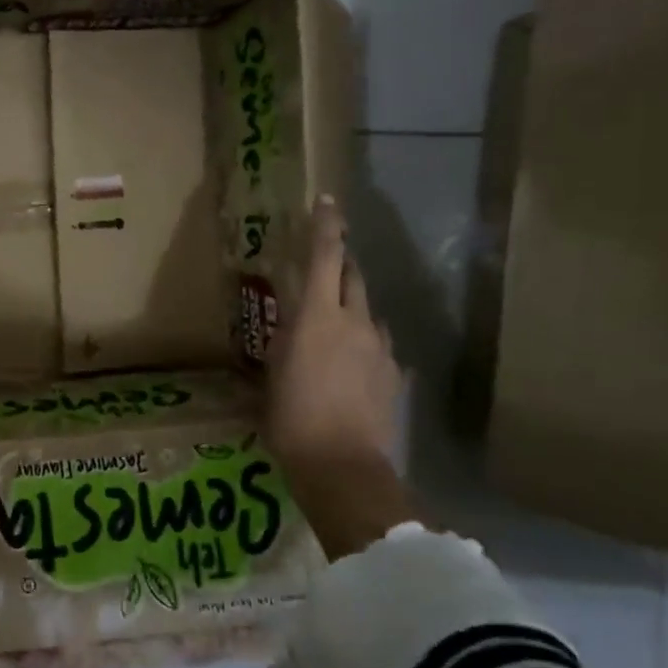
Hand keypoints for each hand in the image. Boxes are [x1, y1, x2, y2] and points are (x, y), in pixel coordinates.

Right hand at [265, 196, 416, 558]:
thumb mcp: (272, 375)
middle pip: (352, 276)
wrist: (343, 467)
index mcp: (317, 317)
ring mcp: (381, 348)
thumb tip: (288, 330)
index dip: (326, 226)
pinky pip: (379, 344)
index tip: (327, 201)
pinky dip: (364, 342)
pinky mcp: (395, 374)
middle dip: (339, 263)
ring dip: (352, 306)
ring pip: (368, 310)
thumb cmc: (291, 418)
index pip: (324, 257)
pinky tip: (351, 365)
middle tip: (324, 264)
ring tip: (334, 325)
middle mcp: (355, 322)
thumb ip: (284, 344)